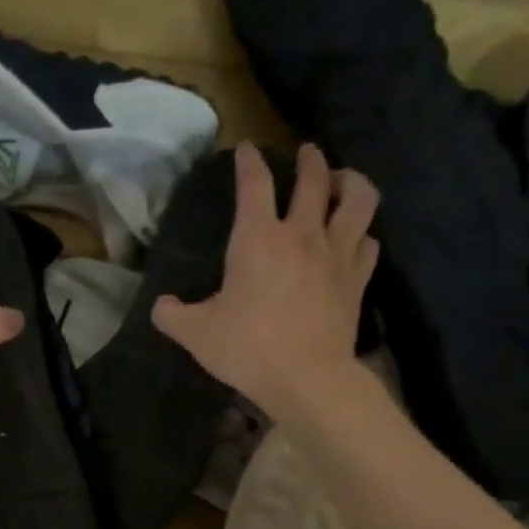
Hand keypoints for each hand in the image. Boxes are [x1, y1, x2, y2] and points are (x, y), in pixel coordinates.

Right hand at [151, 142, 380, 421]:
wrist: (306, 378)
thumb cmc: (248, 349)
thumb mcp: (196, 335)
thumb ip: (173, 316)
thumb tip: (160, 307)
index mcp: (257, 240)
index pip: (254, 184)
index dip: (248, 162)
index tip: (246, 149)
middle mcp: (301, 235)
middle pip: (314, 178)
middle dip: (309, 159)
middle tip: (306, 154)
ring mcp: (336, 254)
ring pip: (357, 198)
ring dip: (350, 182)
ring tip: (342, 182)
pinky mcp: (357, 279)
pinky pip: (368, 242)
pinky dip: (362, 234)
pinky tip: (355, 239)